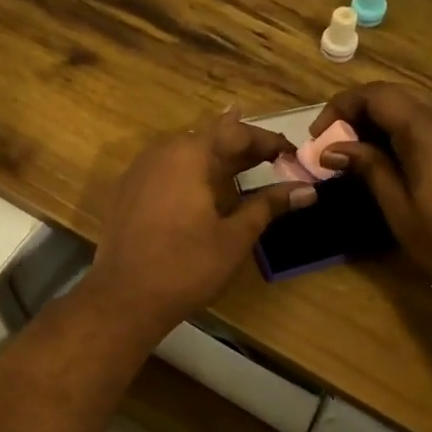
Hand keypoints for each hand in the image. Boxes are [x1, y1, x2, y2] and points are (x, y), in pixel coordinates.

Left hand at [87, 111, 316, 334]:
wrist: (124, 298)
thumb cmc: (186, 267)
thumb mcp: (234, 236)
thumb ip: (268, 206)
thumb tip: (307, 190)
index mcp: (189, 154)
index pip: (236, 133)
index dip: (267, 141)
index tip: (292, 152)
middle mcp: (161, 152)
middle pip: (208, 137)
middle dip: (242, 146)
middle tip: (273, 157)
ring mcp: (139, 171)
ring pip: (185, 152)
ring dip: (216, 158)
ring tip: (243, 167)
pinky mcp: (127, 192)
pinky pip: (166, 169)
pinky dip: (191, 173)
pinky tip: (203, 190)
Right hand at [312, 83, 431, 309]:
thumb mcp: (400, 210)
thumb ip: (369, 168)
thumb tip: (333, 148)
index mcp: (427, 128)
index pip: (374, 95)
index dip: (339, 109)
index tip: (319, 139)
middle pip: (396, 98)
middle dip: (360, 117)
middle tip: (337, 153)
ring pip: (420, 110)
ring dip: (386, 127)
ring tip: (365, 163)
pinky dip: (413, 136)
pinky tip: (404, 168)